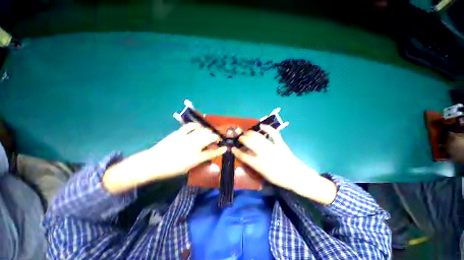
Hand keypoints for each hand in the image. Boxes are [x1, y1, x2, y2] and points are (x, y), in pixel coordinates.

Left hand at [103, 123, 226, 192]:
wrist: (152, 163)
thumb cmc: (171, 169)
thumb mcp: (187, 168)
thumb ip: (199, 160)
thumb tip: (206, 154)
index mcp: (196, 158)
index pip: (212, 153)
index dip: (220, 150)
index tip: (225, 148)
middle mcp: (193, 146)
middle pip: (209, 138)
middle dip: (216, 137)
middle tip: (216, 139)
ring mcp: (186, 138)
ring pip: (203, 131)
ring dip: (208, 131)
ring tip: (209, 133)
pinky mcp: (179, 133)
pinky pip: (191, 126)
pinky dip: (197, 126)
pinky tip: (198, 127)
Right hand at [232, 125, 336, 204]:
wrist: (296, 176)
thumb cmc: (278, 178)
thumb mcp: (263, 174)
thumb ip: (254, 164)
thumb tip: (247, 155)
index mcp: (258, 164)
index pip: (243, 156)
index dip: (236, 152)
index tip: (232, 148)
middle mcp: (263, 154)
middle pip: (249, 143)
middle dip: (242, 139)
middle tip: (240, 138)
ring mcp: (272, 148)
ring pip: (258, 137)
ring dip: (251, 134)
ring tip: (247, 132)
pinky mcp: (280, 144)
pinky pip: (273, 134)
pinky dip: (267, 128)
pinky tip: (261, 125)